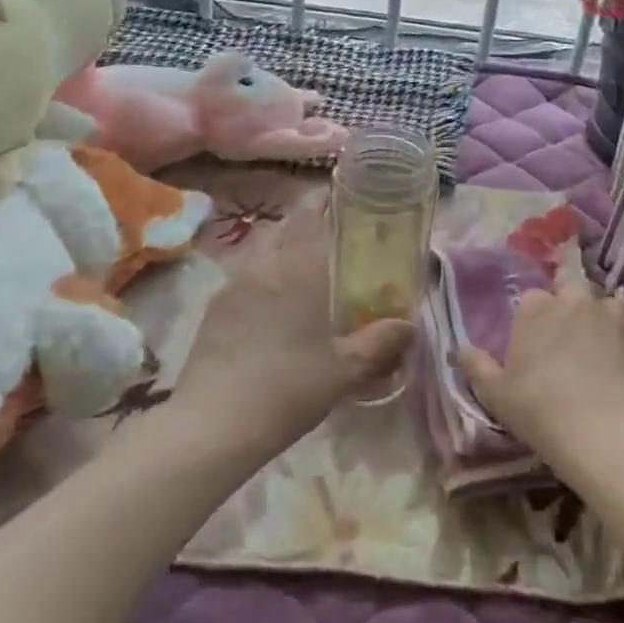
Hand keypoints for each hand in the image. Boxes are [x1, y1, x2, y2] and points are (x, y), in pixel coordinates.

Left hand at [178, 194, 413, 437]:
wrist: (215, 422)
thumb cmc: (289, 388)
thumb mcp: (345, 369)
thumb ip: (379, 342)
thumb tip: (410, 325)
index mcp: (297, 269)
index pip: (308, 217)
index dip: (322, 202)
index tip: (338, 200)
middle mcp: (262, 266)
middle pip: (280, 228)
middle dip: (301, 225)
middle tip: (325, 239)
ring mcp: (231, 287)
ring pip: (257, 251)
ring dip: (277, 250)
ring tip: (298, 272)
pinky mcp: (212, 310)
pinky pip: (241, 277)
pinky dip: (259, 277)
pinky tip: (269, 306)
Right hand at [459, 284, 623, 461]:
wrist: (605, 431)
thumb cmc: (540, 409)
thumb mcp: (495, 393)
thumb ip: (475, 365)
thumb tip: (460, 349)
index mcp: (535, 307)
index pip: (532, 300)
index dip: (533, 321)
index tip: (534, 345)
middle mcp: (573, 298)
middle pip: (568, 292)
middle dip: (566, 309)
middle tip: (565, 344)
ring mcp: (609, 311)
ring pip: (600, 303)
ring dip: (596, 317)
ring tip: (596, 348)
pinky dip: (623, 330)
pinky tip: (620, 353)